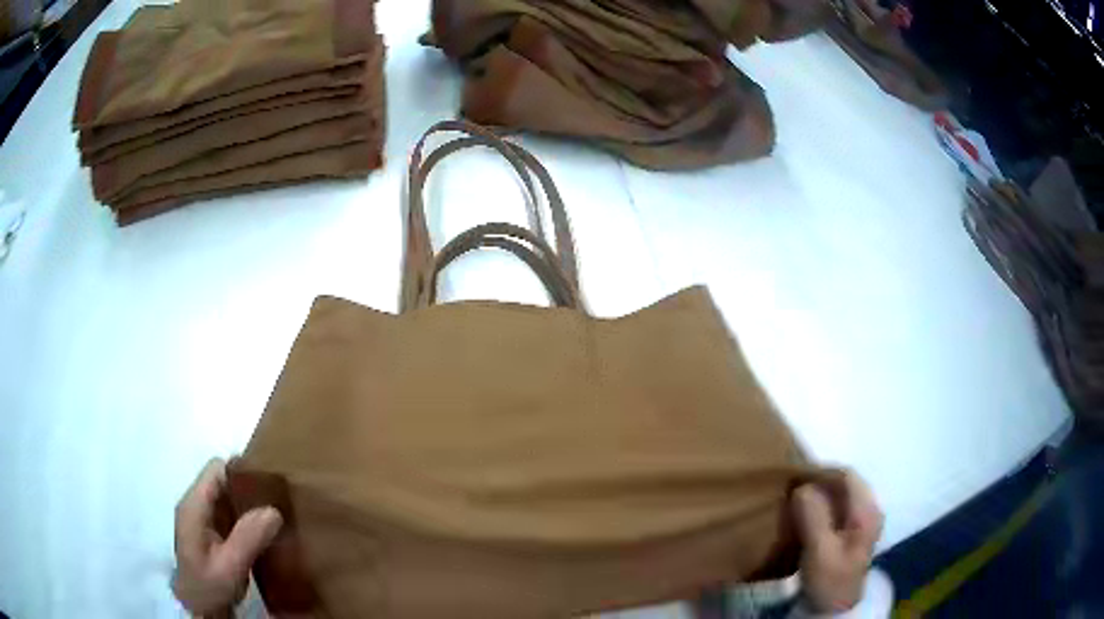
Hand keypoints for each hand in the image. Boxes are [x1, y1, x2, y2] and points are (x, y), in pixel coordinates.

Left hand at [172, 458, 282, 615]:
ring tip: (277, 518)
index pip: (216, 469)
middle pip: (223, 480)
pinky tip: (264, 534)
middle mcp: (195, 505)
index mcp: (194, 506)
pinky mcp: (210, 533)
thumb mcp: (230, 566)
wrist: (199, 611)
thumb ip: (248, 537)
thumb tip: (273, 509)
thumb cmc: (209, 587)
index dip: (241, 472)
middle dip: (249, 489)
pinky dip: (247, 519)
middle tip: (279, 504)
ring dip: (250, 505)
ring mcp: (202, 519)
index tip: (270, 486)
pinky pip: (230, 514)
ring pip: (228, 497)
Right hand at [791, 471, 882, 613]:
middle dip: (820, 483)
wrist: (836, 609)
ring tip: (796, 503)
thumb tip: (802, 486)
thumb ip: (813, 515)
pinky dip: (822, 507)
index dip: (822, 473)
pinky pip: (838, 509)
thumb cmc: (830, 580)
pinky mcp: (853, 533)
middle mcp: (870, 510)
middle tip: (793, 490)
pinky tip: (807, 518)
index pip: (847, 475)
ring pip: (842, 496)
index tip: (795, 479)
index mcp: (867, 510)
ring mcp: (863, 522)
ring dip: (820, 496)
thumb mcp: (819, 550)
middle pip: (846, 483)